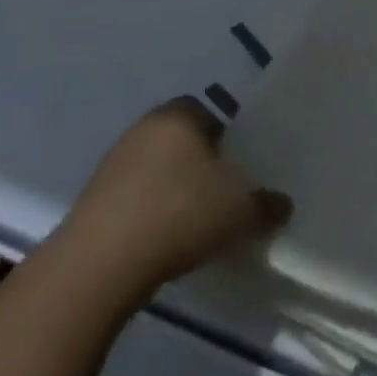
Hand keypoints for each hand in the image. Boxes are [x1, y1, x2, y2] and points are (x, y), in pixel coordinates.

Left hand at [63, 97, 292, 297]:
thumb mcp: (237, 212)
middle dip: (197, 164)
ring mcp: (114, 159)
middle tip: (216, 196)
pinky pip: (131, 194)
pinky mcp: (93, 195)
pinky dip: (146, 210)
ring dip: (169, 188)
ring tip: (187, 224)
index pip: (208, 114)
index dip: (225, 140)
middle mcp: (145, 126)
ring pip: (154, 166)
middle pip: (180, 139)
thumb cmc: (179, 214)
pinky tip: (157, 240)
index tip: (234, 172)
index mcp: (180, 115)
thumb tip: (283, 205)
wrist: (102, 262)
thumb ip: (265, 205)